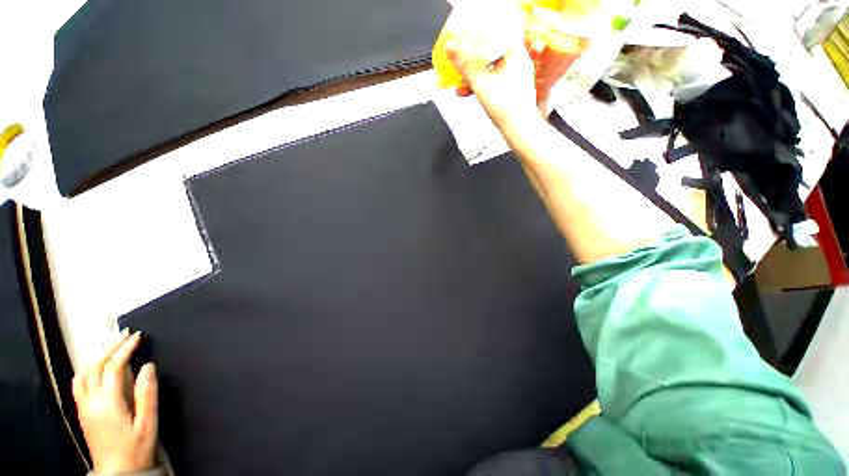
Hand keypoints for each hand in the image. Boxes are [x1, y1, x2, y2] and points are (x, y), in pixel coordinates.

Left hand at [73, 330, 157, 472]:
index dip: (125, 349)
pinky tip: (96, 369)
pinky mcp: (82, 412)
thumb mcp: (148, 423)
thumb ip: (147, 394)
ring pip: (84, 374)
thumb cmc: (136, 448)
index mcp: (108, 402)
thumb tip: (148, 366)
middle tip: (125, 334)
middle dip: (110, 347)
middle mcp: (91, 401)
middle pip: (95, 367)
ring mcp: (84, 407)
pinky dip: (88, 369)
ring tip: (112, 347)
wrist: (118, 473)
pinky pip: (79, 384)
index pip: (114, 367)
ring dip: (97, 357)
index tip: (138, 336)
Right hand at [445, 7, 542, 130]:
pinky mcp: (512, 88)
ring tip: (461, 79)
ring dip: (475, 73)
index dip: (480, 34)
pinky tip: (469, 90)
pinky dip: (481, 83)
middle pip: (493, 50)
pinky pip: (494, 79)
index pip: (497, 32)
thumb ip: (465, 65)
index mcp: (515, 52)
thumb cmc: (507, 107)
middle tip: (461, 58)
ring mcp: (516, 75)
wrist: (518, 128)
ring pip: (492, 67)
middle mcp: (519, 61)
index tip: (467, 37)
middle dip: (474, 56)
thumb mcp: (480, 83)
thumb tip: (452, 49)